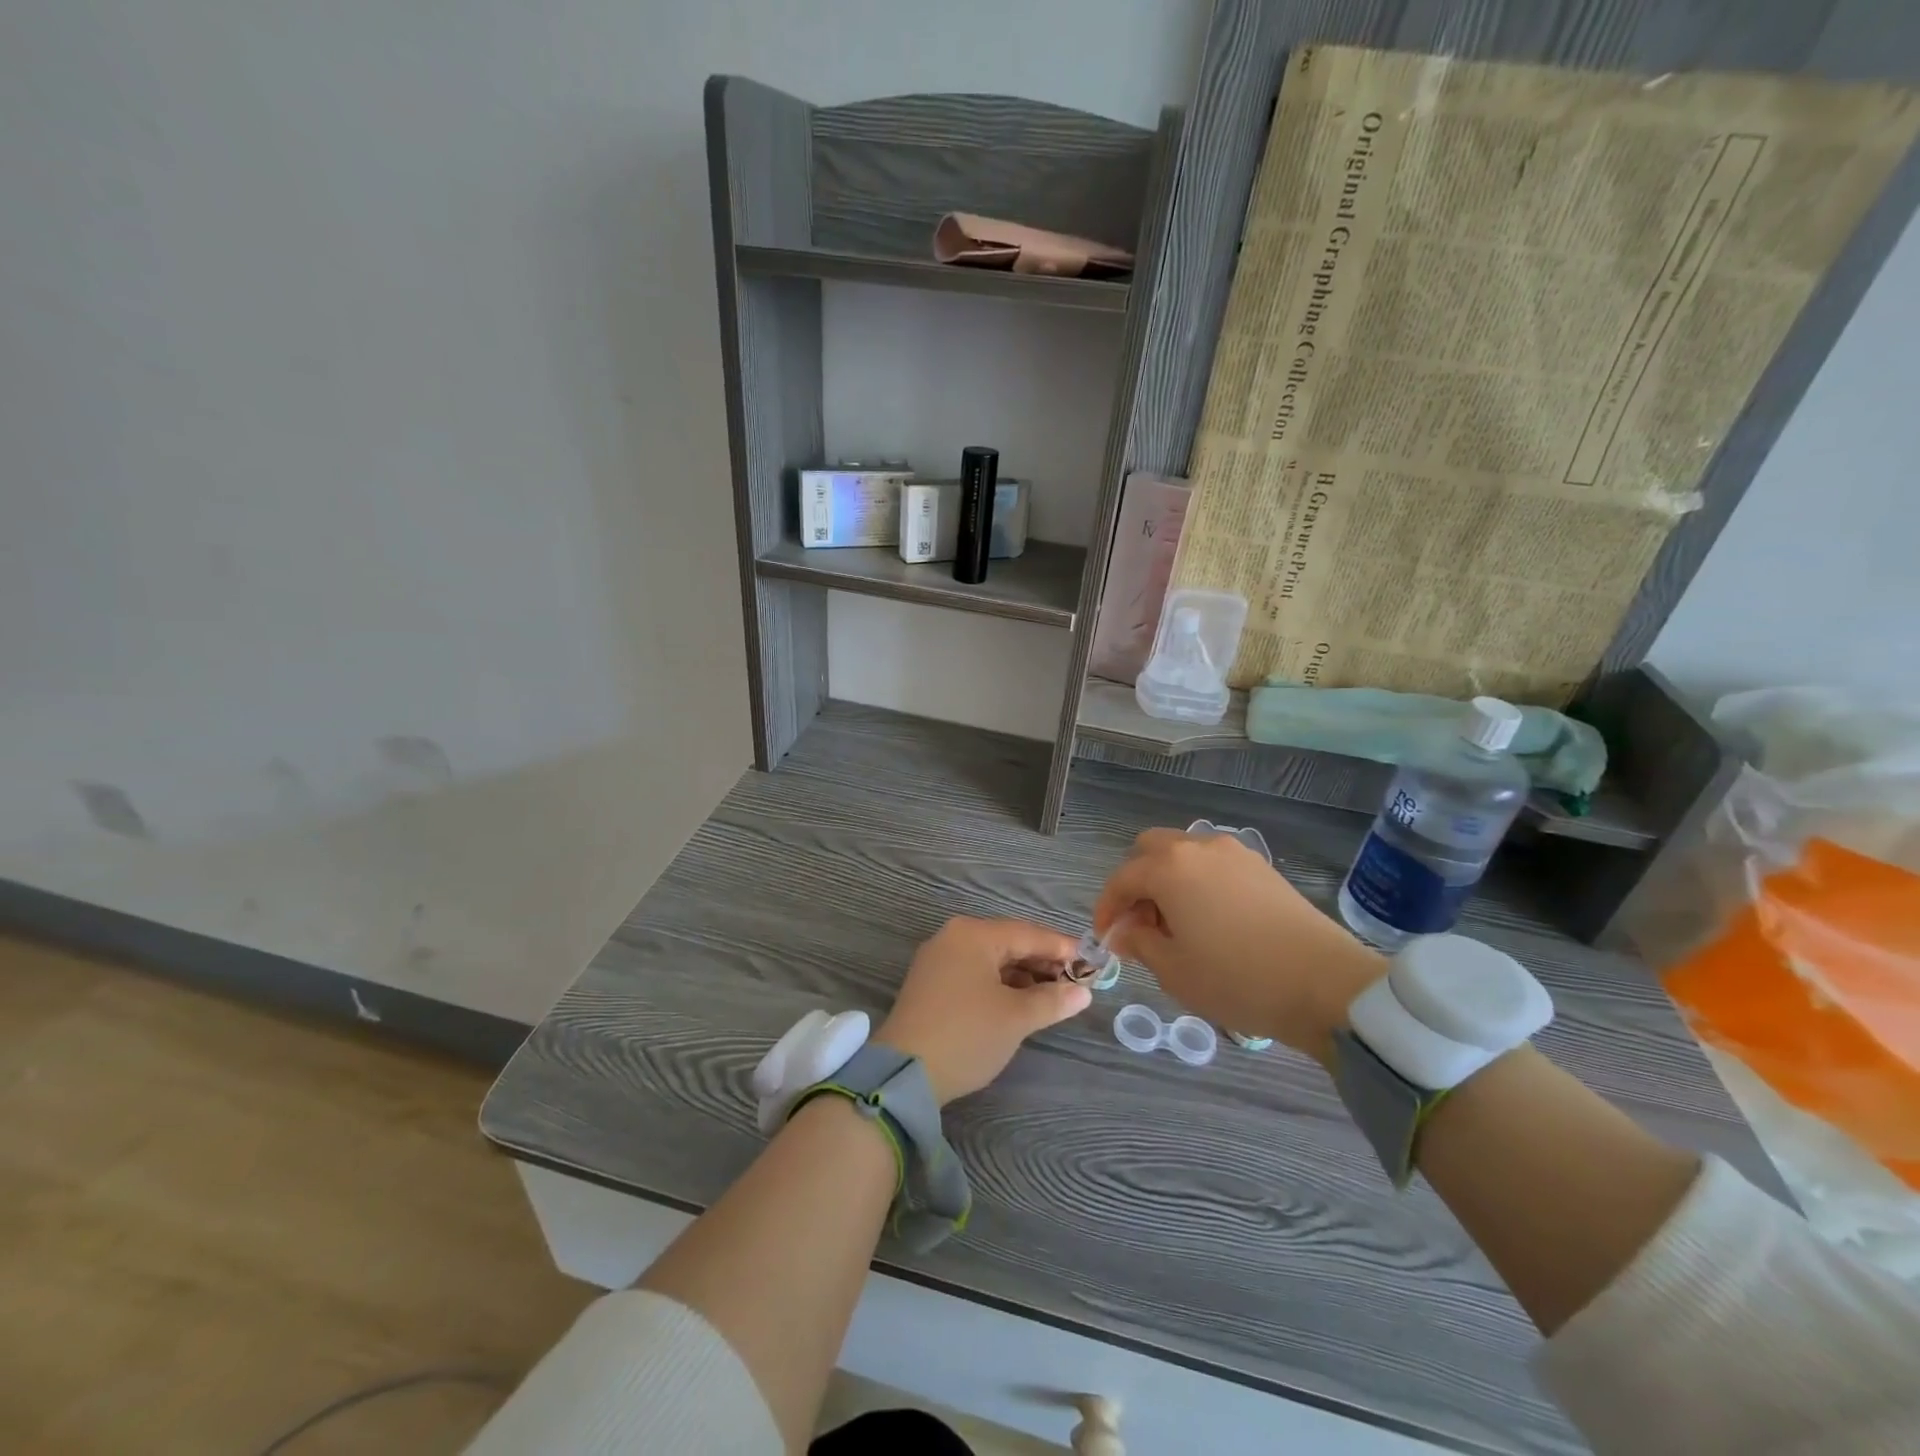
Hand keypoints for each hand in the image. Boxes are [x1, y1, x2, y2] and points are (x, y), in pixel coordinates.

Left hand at [877, 917, 1090, 1104]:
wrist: (904, 1073)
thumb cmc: (967, 1035)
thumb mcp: (1016, 1018)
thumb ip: (1052, 1000)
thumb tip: (1083, 992)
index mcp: (973, 934)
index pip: (1028, 933)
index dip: (1062, 948)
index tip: (1091, 963)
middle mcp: (953, 937)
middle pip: (1009, 943)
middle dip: (1043, 962)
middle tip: (1076, 983)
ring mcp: (938, 960)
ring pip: (991, 959)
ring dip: (1023, 975)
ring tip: (1053, 996)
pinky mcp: (930, 983)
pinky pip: (975, 973)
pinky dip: (1000, 984)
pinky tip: (1020, 1002)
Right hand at [1093, 828, 1384, 1063]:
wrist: (1325, 984)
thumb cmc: (1237, 978)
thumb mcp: (1174, 971)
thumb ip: (1139, 943)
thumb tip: (1125, 931)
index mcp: (1169, 868)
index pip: (1121, 879)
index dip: (1107, 909)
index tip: (1107, 938)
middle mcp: (1199, 847)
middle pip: (1150, 849)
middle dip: (1136, 883)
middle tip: (1141, 924)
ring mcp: (1235, 853)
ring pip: (1184, 854)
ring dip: (1168, 880)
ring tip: (1176, 925)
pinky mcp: (1263, 868)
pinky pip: (1214, 865)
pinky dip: (1198, 883)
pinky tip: (1210, 921)